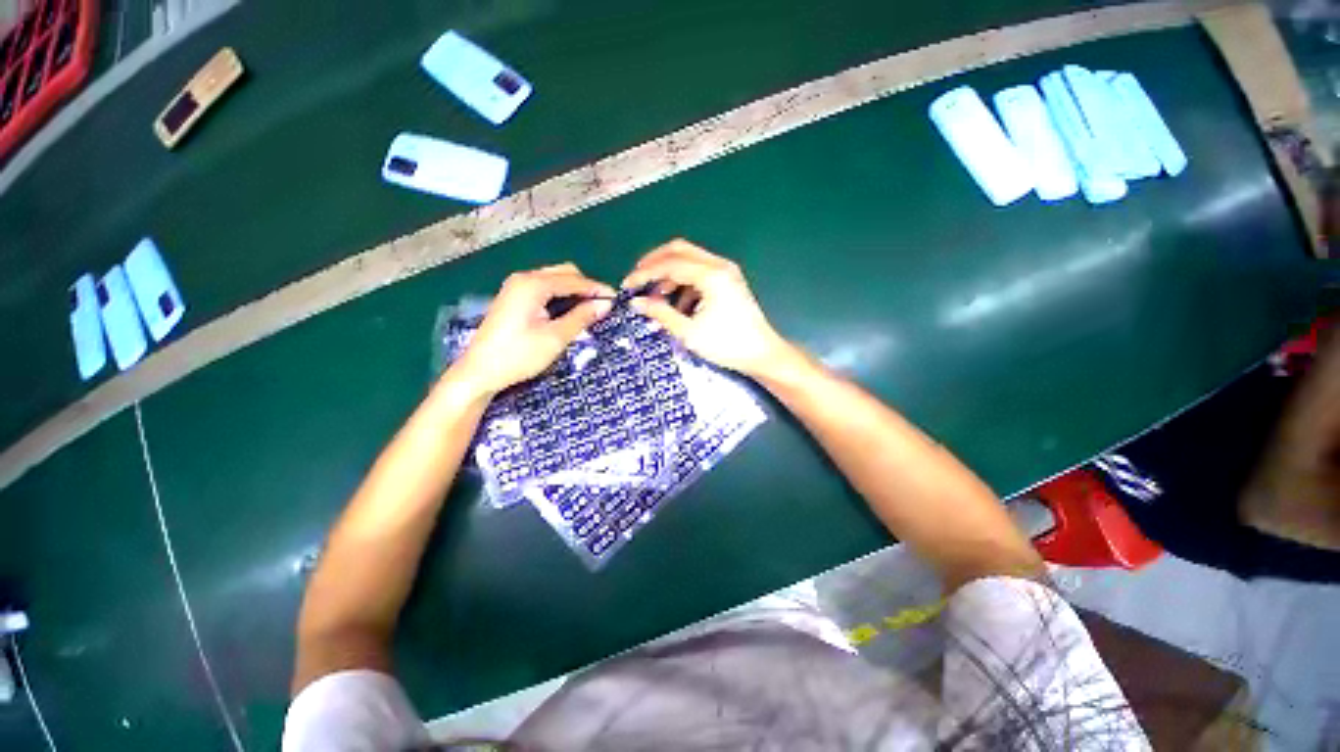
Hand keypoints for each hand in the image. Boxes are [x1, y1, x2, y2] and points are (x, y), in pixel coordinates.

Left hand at [452, 263, 613, 395]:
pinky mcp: (513, 298)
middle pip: (563, 273)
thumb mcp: (556, 338)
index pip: (574, 280)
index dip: (597, 289)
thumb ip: (581, 317)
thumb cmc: (519, 355)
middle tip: (603, 306)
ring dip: (573, 291)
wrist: (479, 372)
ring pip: (554, 280)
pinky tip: (569, 311)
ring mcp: (516, 287)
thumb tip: (605, 304)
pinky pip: (544, 289)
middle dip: (585, 287)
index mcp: (533, 285)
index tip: (616, 300)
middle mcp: (523, 279)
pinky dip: (560, 296)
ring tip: (590, 310)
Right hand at [623, 239, 791, 378]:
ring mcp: (726, 272)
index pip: (670, 264)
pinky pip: (700, 273)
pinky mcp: (728, 281)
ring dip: (669, 274)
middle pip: (679, 250)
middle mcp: (719, 266)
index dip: (645, 273)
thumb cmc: (727, 345)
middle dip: (655, 263)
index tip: (627, 285)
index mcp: (711, 275)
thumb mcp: (689, 332)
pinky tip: (678, 305)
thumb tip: (637, 303)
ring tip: (656, 298)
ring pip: (689, 260)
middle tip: (637, 279)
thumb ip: (661, 313)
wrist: (762, 354)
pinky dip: (684, 283)